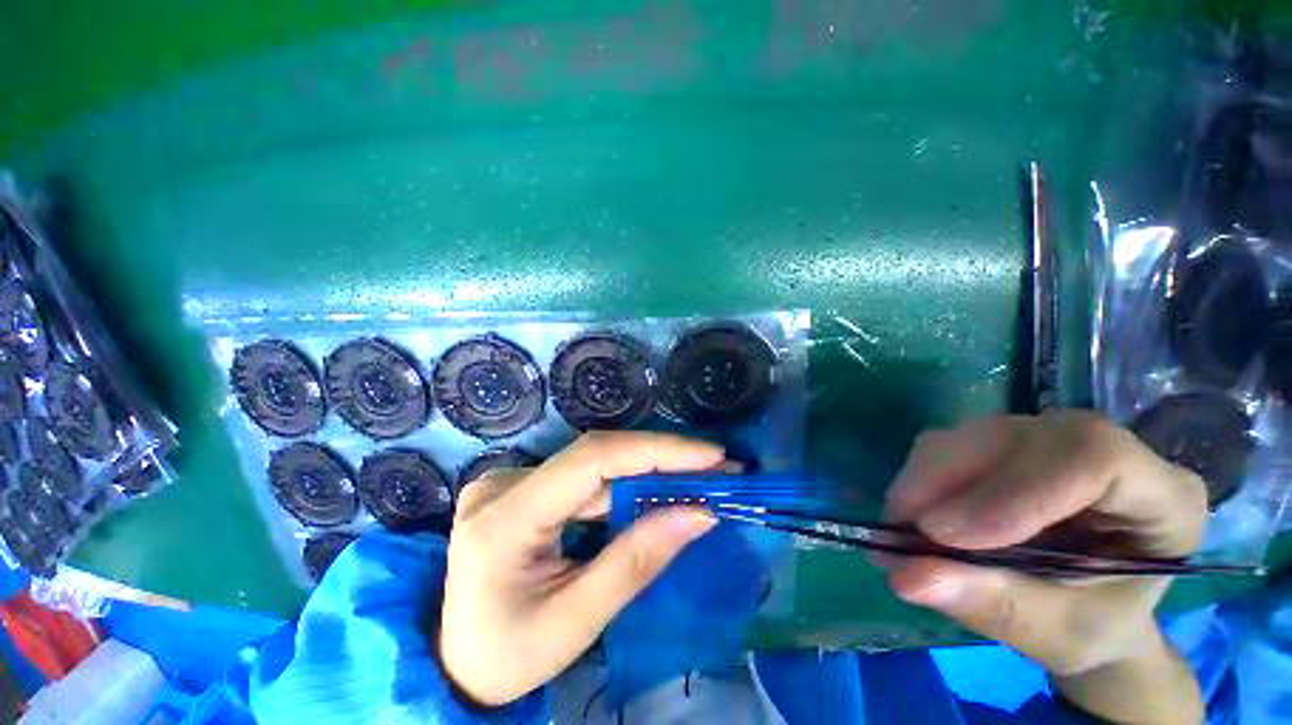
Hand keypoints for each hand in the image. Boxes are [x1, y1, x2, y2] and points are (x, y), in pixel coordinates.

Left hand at [438, 431, 721, 706]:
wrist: (455, 662)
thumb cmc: (507, 657)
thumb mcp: (575, 623)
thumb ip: (636, 562)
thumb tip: (699, 514)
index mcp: (504, 519)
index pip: (592, 461)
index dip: (656, 451)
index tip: (710, 456)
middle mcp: (504, 485)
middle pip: (597, 456)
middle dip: (661, 458)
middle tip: (717, 465)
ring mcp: (512, 481)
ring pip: (595, 465)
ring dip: (649, 470)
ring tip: (698, 477)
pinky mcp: (525, 487)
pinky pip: (586, 479)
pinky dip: (627, 484)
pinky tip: (659, 490)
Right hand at [883, 411, 1207, 722]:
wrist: (1089, 607)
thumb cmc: (1096, 626)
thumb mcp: (1059, 634)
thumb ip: (995, 607)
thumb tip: (908, 576)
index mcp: (1162, 497)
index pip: (1093, 459)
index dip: (1014, 491)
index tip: (945, 534)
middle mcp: (1103, 448)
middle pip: (1016, 438)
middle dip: (946, 484)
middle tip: (900, 534)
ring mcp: (1048, 438)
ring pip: (970, 436)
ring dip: (923, 482)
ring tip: (901, 532)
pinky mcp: (1002, 441)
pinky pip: (948, 445)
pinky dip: (919, 480)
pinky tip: (912, 515)